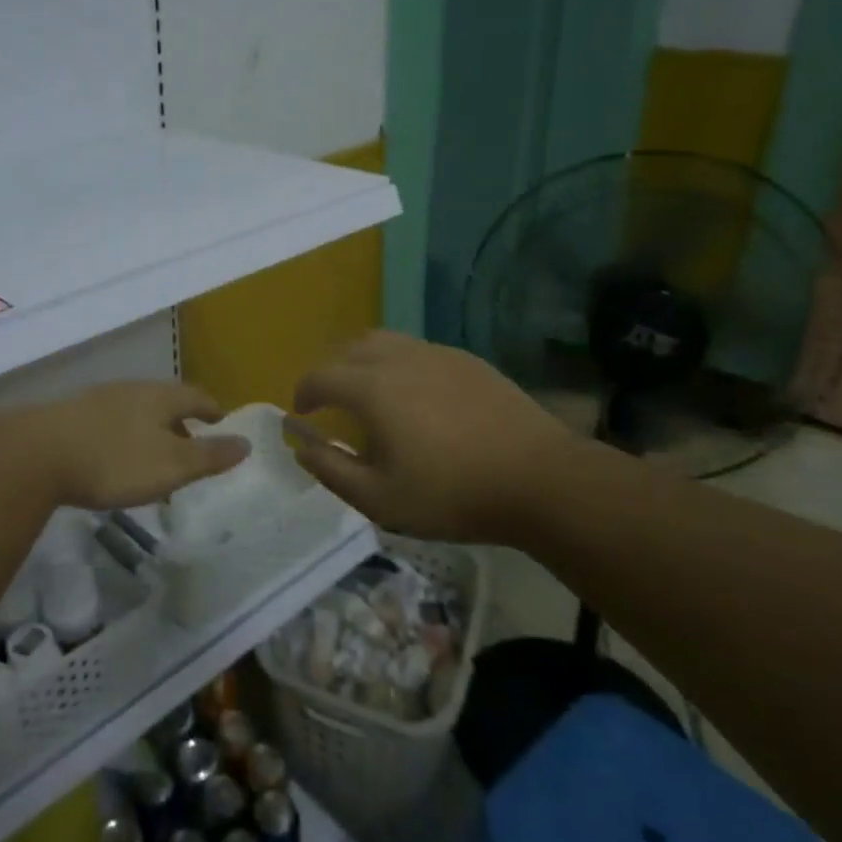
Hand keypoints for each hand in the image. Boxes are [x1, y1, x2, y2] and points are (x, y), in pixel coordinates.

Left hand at [14, 382, 249, 510]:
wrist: (37, 453)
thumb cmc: (115, 460)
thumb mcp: (171, 465)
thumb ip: (209, 456)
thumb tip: (246, 443)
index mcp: (160, 397)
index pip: (197, 396)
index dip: (212, 410)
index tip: (221, 423)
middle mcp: (132, 390)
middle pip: (165, 402)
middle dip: (181, 424)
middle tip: (191, 450)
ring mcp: (99, 400)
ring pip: (137, 413)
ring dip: (151, 434)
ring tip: (154, 461)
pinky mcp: (72, 416)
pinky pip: (111, 424)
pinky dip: (124, 440)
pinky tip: (114, 462)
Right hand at [291, 331, 566, 541]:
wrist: (540, 479)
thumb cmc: (453, 494)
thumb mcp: (380, 500)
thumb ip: (332, 471)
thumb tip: (302, 449)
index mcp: (372, 388)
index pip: (320, 376)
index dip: (304, 393)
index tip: (301, 413)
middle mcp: (399, 358)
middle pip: (349, 349)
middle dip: (330, 371)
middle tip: (329, 400)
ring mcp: (436, 354)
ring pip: (384, 341)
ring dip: (362, 361)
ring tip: (366, 390)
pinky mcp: (467, 360)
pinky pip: (417, 349)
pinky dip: (398, 362)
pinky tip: (414, 393)